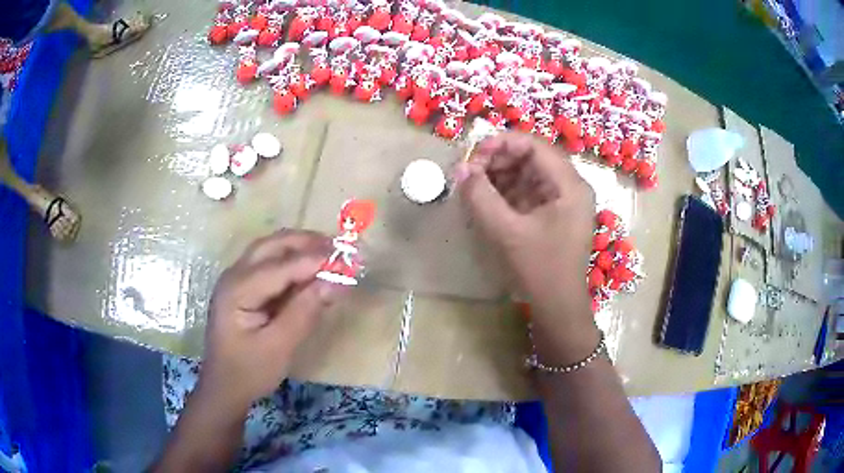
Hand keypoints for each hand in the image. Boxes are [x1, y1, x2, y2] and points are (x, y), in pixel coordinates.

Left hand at [197, 230, 339, 411]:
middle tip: (339, 248)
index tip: (347, 261)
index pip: (279, 266)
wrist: (224, 388)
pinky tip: (311, 271)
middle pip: (271, 246)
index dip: (314, 261)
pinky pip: (269, 265)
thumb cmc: (249, 372)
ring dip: (300, 248)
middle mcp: (234, 276)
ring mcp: (237, 280)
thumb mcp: (279, 347)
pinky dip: (293, 263)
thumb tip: (334, 282)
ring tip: (330, 254)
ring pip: (270, 251)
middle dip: (305, 243)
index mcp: (237, 290)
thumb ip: (305, 312)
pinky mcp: (244, 289)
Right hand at [456, 133, 597, 357]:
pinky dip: (505, 192)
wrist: (557, 307)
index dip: (502, 143)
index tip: (473, 154)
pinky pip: (527, 191)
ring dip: (499, 175)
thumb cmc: (540, 269)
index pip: (535, 146)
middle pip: (531, 158)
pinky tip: (485, 198)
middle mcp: (570, 187)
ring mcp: (562, 200)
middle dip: (498, 160)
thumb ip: (481, 197)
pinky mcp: (552, 214)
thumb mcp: (507, 232)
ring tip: (472, 185)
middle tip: (469, 172)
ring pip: (527, 174)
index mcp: (569, 185)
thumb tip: (460, 169)